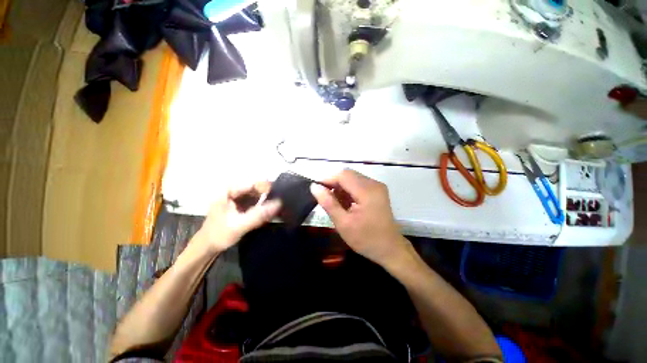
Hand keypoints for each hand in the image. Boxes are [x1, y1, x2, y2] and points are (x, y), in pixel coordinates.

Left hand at [196, 181, 280, 253]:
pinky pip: (256, 201)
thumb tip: (279, 203)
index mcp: (228, 191)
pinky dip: (264, 205)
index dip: (268, 187)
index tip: (283, 193)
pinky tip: (271, 210)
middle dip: (269, 194)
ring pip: (257, 194)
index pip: (253, 183)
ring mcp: (237, 197)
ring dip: (268, 199)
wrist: (207, 247)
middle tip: (284, 201)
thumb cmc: (219, 235)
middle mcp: (233, 190)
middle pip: (256, 188)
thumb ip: (258, 215)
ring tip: (280, 205)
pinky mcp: (241, 204)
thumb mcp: (239, 225)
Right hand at [310, 169, 409, 267]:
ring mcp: (377, 186)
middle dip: (334, 184)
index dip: (327, 179)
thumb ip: (328, 203)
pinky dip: (349, 191)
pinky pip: (358, 184)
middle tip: (325, 199)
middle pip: (348, 174)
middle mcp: (374, 184)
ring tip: (336, 204)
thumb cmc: (366, 239)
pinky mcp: (377, 191)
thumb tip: (314, 187)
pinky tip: (346, 204)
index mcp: (367, 191)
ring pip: (352, 178)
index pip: (343, 175)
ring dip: (341, 188)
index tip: (317, 190)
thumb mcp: (343, 223)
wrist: (390, 249)